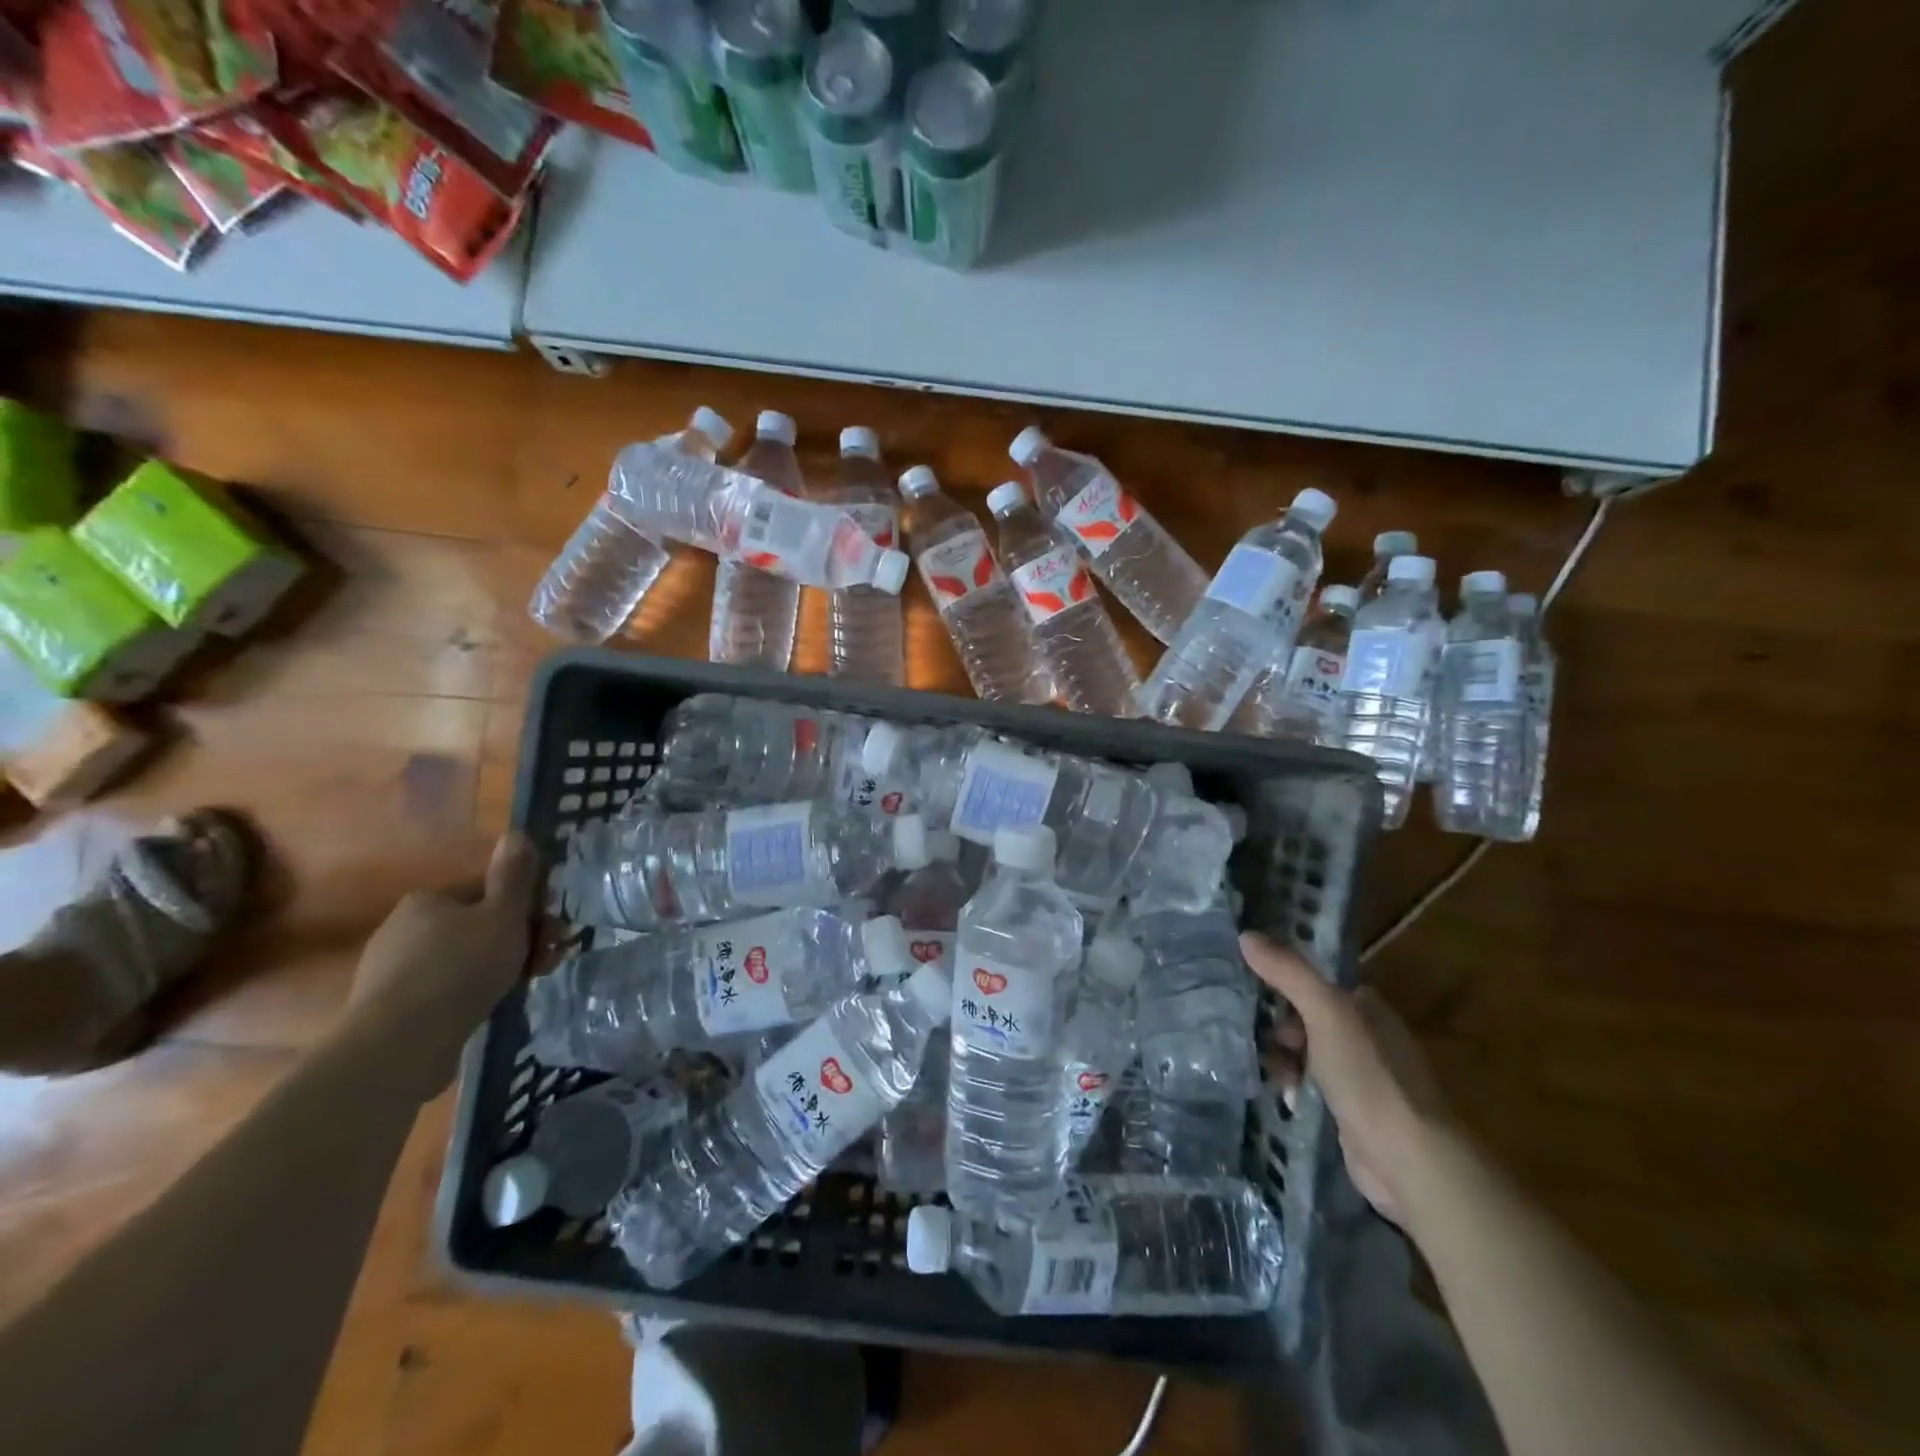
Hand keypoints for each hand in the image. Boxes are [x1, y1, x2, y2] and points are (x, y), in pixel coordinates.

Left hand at [346, 833, 539, 1094]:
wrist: (400, 1043)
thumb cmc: (462, 967)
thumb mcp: (503, 915)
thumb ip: (513, 875)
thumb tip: (515, 832)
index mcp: (428, 899)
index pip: (488, 892)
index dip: (526, 909)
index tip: (552, 932)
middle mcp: (403, 926)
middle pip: (477, 926)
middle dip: (519, 940)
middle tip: (547, 961)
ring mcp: (391, 969)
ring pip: (463, 958)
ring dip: (500, 967)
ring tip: (525, 986)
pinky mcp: (389, 1006)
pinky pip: (443, 989)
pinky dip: (470, 993)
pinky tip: (488, 1007)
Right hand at [1241, 932, 1448, 1226]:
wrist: (1407, 1160)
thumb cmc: (1368, 1076)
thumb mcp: (1325, 1013)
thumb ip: (1288, 973)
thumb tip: (1245, 934)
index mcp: (1368, 1008)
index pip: (1318, 984)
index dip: (1285, 981)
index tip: (1248, 983)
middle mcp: (1367, 1039)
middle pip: (1309, 1020)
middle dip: (1278, 1025)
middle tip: (1246, 1029)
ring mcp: (1361, 1079)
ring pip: (1307, 1056)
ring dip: (1281, 1059)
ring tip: (1256, 1064)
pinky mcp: (1351, 1115)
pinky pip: (1311, 1090)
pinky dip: (1292, 1089)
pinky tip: (1277, 1094)